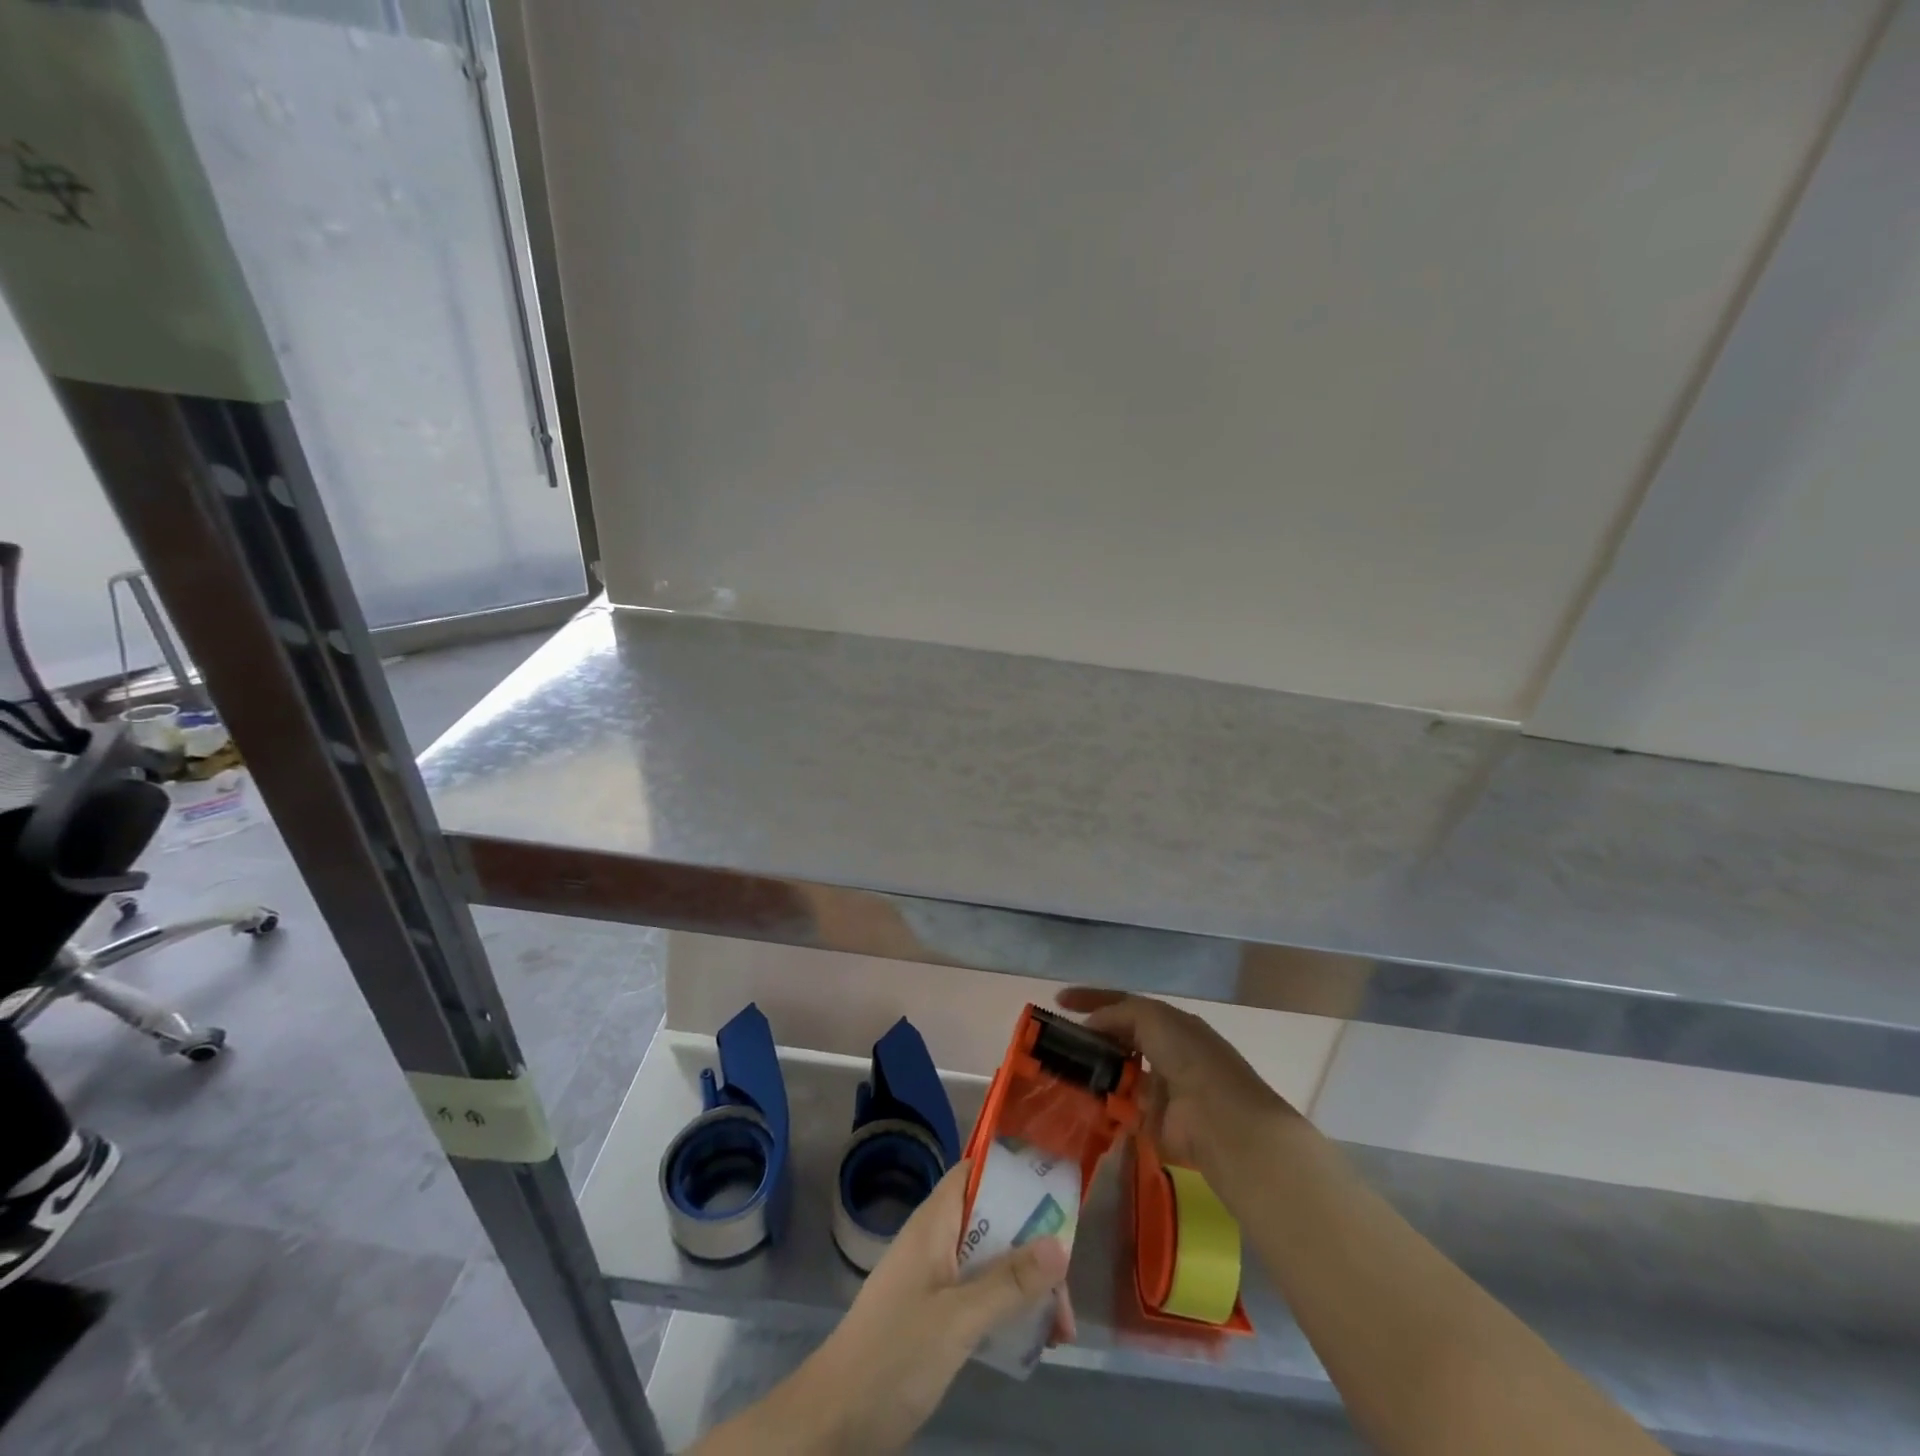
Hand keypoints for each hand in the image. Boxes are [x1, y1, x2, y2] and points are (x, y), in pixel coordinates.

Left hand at [697, 1162, 1071, 1454]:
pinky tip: (1032, 1342)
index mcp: (934, 1223)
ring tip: (1060, 1329)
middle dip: (1033, 1245)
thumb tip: (1061, 1243)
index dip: (1014, 1173)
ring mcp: (934, 1278)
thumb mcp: (958, 1319)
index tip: (1056, 1190)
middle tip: (1067, 1286)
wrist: (833, 1420)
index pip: (975, 1172)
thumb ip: (1009, 1281)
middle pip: (992, 1221)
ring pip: (990, 1262)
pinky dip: (1007, 1310)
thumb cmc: (894, 1354)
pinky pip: (980, 1295)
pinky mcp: (934, 1315)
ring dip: (1026, 1285)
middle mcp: (935, 1241)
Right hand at [1055, 988, 1295, 1185]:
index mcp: (1169, 1023)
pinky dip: (1100, 1102)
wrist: (1218, 1118)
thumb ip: (1116, 1014)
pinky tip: (1075, 1097)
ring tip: (1058, 1067)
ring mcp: (1159, 1088)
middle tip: (1055, 1040)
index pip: (1124, 1004)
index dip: (1091, 999)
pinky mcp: (1152, 1122)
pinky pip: (1118, 1107)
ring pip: (1116, 1072)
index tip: (1059, 1001)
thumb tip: (1089, 1025)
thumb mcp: (1151, 1017)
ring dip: (1093, 1070)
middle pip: (1119, 1038)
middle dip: (1091, 1037)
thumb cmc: (1188, 1056)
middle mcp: (1165, 1051)